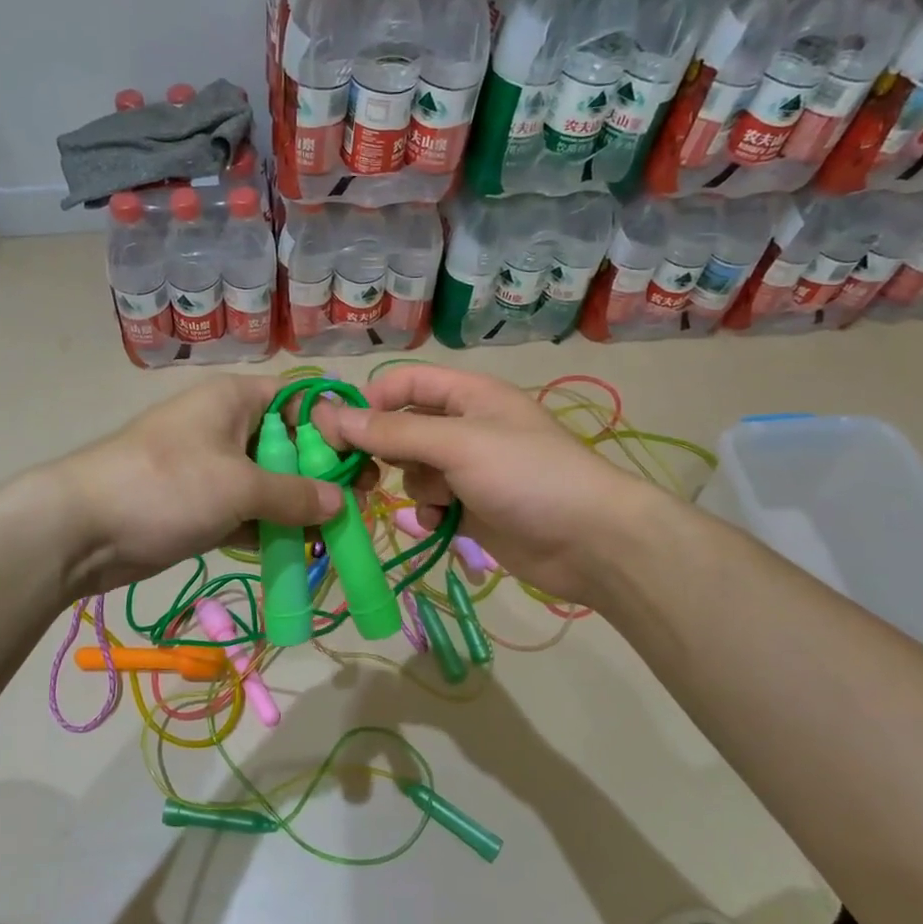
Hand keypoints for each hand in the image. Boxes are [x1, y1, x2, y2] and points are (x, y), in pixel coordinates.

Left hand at [52, 376, 344, 595]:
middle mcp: (226, 427)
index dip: (334, 425)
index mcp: (235, 400)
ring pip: (270, 483)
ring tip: (338, 532)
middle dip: (323, 474)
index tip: (366, 457)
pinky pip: (248, 512)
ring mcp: (212, 469)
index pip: (299, 400)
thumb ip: (295, 494)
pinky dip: (271, 529)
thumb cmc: (166, 486)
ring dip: (300, 507)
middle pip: (289, 445)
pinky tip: (300, 550)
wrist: (81, 529)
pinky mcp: (200, 506)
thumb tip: (341, 503)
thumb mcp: (240, 486)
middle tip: (360, 502)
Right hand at [313, 365, 648, 605]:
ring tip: (434, 501)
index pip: (404, 382)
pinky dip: (429, 512)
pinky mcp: (473, 507)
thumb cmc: (526, 476)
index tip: (338, 434)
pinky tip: (440, 524)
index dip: (370, 402)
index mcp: (467, 394)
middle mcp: (466, 426)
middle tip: (362, 475)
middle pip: (403, 428)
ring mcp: (470, 469)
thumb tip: (332, 418)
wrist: (590, 540)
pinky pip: (432, 502)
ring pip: (413, 469)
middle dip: (384, 451)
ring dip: (413, 486)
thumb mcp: (457, 444)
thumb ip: (393, 432)